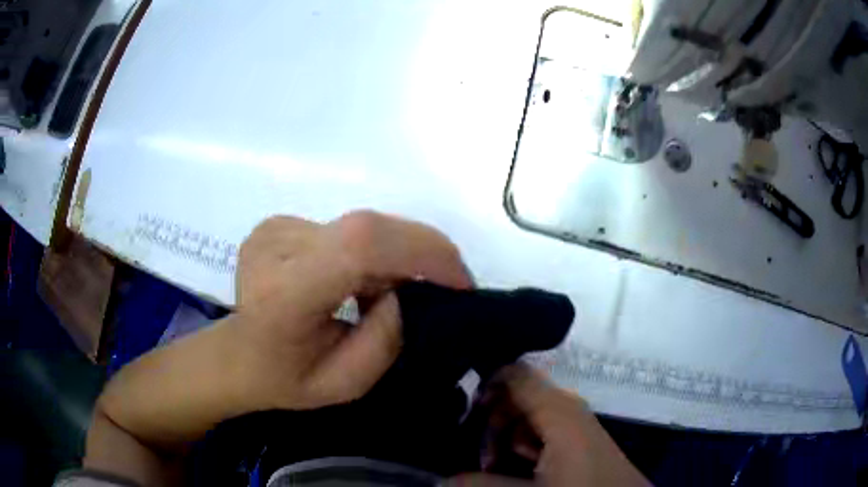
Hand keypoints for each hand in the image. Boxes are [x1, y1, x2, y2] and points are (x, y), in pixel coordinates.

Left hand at [234, 210, 472, 409]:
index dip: (423, 251)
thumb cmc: (285, 380)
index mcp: (284, 294)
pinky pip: (343, 230)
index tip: (460, 282)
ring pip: (360, 227)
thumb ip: (386, 338)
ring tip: (388, 291)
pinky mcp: (279, 223)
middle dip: (419, 251)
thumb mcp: (346, 384)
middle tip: (442, 284)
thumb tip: (403, 289)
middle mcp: (275, 248)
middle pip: (367, 226)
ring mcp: (274, 230)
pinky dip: (368, 251)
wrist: (235, 356)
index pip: (360, 246)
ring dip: (392, 254)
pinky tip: (356, 280)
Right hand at [450, 364, 648, 485]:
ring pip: (525, 419)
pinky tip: (518, 467)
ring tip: (495, 468)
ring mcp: (573, 422)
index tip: (458, 409)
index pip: (515, 374)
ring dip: (504, 441)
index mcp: (558, 409)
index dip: (484, 383)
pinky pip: (540, 432)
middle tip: (481, 458)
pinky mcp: (576, 438)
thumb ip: (482, 484)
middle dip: (491, 425)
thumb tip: (442, 479)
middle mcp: (566, 407)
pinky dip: (522, 447)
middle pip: (516, 398)